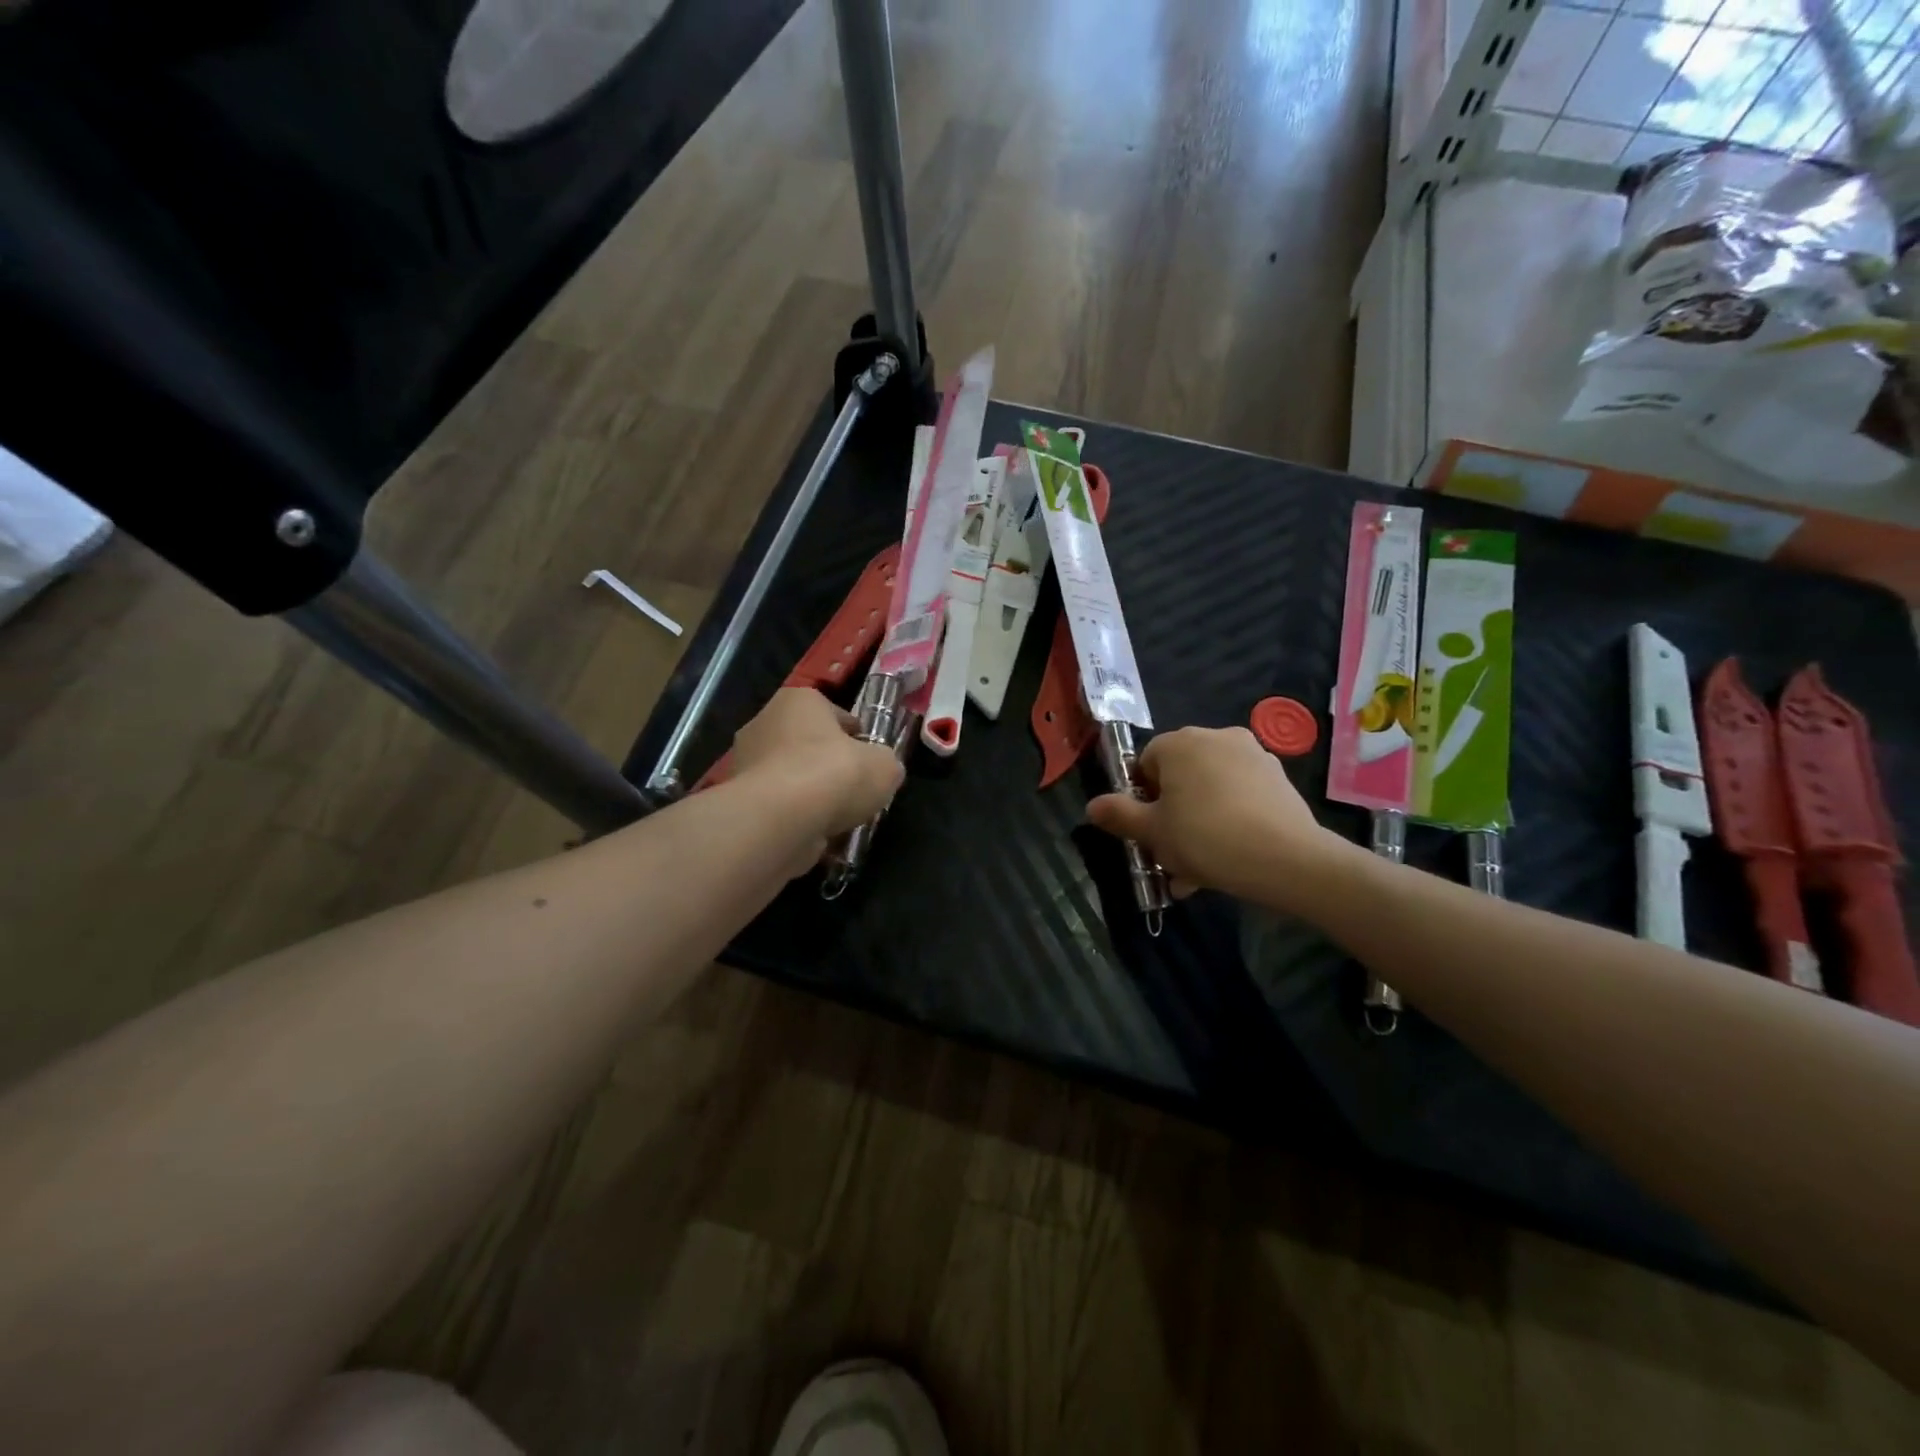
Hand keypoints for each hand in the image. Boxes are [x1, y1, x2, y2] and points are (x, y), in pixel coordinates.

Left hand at [729, 688, 905, 846]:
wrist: (780, 820)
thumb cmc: (834, 774)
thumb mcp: (884, 765)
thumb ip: (885, 763)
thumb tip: (881, 770)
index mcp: (798, 700)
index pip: (834, 713)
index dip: (856, 737)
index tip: (869, 759)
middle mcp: (765, 723)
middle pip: (808, 745)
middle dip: (830, 767)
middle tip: (855, 791)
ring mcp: (746, 763)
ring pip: (792, 779)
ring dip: (812, 796)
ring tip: (839, 819)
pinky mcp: (740, 801)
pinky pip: (778, 807)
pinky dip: (795, 819)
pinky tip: (817, 835)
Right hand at [1086, 725, 1340, 906]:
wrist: (1288, 859)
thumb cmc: (1206, 838)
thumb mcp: (1152, 832)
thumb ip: (1118, 814)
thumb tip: (1092, 805)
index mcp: (1180, 742)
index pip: (1145, 764)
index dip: (1141, 799)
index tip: (1148, 832)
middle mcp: (1216, 737)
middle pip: (1179, 777)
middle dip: (1171, 815)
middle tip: (1170, 855)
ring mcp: (1252, 756)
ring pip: (1209, 791)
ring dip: (1197, 824)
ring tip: (1196, 871)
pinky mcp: (1278, 779)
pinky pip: (1239, 798)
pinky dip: (1228, 822)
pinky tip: (1226, 860)